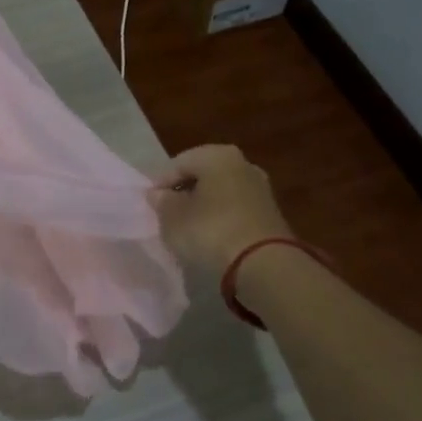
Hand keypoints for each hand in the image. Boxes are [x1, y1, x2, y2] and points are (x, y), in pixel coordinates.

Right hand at [149, 144, 291, 274]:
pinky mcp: (271, 214)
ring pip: (221, 194)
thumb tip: (159, 194)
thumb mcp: (173, 218)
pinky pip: (236, 211)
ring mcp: (261, 189)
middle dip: (185, 194)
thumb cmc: (211, 231)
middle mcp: (243, 164)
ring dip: (204, 208)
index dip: (161, 184)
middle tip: (168, 216)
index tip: (151, 205)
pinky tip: (212, 238)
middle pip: (203, 176)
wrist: (264, 265)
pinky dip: (222, 220)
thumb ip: (162, 202)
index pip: (179, 163)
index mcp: (218, 155)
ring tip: (188, 230)